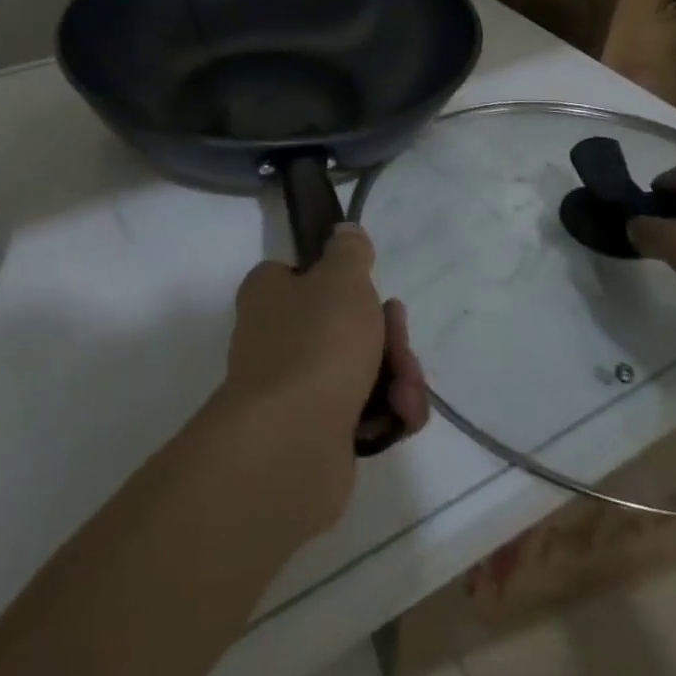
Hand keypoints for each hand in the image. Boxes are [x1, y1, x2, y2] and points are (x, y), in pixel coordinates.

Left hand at [220, 226, 429, 521]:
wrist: (292, 444)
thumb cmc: (316, 342)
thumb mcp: (342, 278)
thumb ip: (349, 251)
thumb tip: (344, 232)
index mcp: (270, 294)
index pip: (305, 275)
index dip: (344, 283)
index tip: (374, 292)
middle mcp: (276, 337)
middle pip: (345, 325)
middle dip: (388, 337)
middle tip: (401, 347)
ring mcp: (295, 388)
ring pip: (360, 370)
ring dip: (396, 377)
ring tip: (405, 393)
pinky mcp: (316, 434)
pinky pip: (362, 413)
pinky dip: (387, 413)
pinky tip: (401, 418)